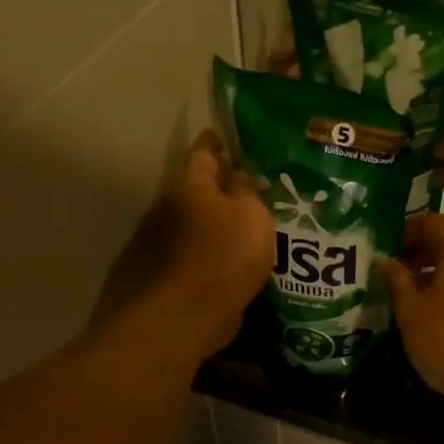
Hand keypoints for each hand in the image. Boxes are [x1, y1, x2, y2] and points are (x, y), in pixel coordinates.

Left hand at [99, 130, 273, 355]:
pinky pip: (214, 245)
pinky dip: (230, 243)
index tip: (229, 134)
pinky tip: (254, 247)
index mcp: (192, 184)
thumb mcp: (250, 212)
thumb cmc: (225, 251)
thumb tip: (240, 176)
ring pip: (211, 218)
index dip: (217, 141)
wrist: (195, 310)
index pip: (204, 151)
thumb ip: (248, 190)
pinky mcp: (189, 268)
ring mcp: (180, 239)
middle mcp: (179, 206)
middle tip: (262, 177)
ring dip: (232, 215)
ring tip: (264, 214)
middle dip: (230, 181)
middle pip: (206, 186)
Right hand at [378, 215, 443, 406]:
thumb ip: (396, 279)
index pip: (431, 221)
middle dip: (414, 252)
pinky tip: (423, 311)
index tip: (380, 245)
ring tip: (398, 291)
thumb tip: (383, 260)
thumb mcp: (411, 308)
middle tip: (385, 268)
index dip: (404, 229)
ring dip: (428, 273)